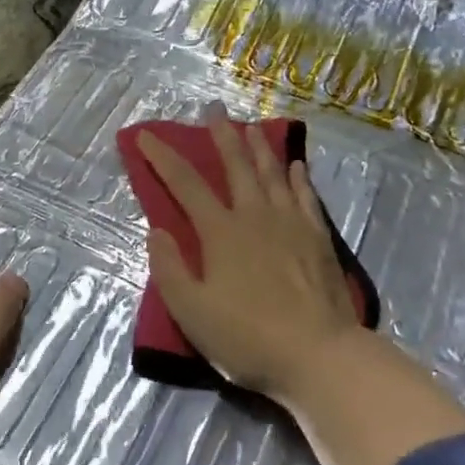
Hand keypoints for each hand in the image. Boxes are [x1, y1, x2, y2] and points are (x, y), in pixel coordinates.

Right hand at [137, 104, 358, 402]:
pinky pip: (306, 196)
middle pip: (236, 166)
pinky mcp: (318, 237)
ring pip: (272, 173)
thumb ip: (169, 269)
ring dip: (260, 147)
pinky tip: (296, 166)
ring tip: (253, 126)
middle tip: (214, 109)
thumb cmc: (248, 337)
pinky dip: (298, 177)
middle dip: (221, 136)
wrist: (318, 355)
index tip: (146, 136)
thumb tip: (157, 230)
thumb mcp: (192, 313)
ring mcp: (291, 223)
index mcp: (221, 232)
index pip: (185, 184)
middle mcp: (255, 215)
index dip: (163, 158)